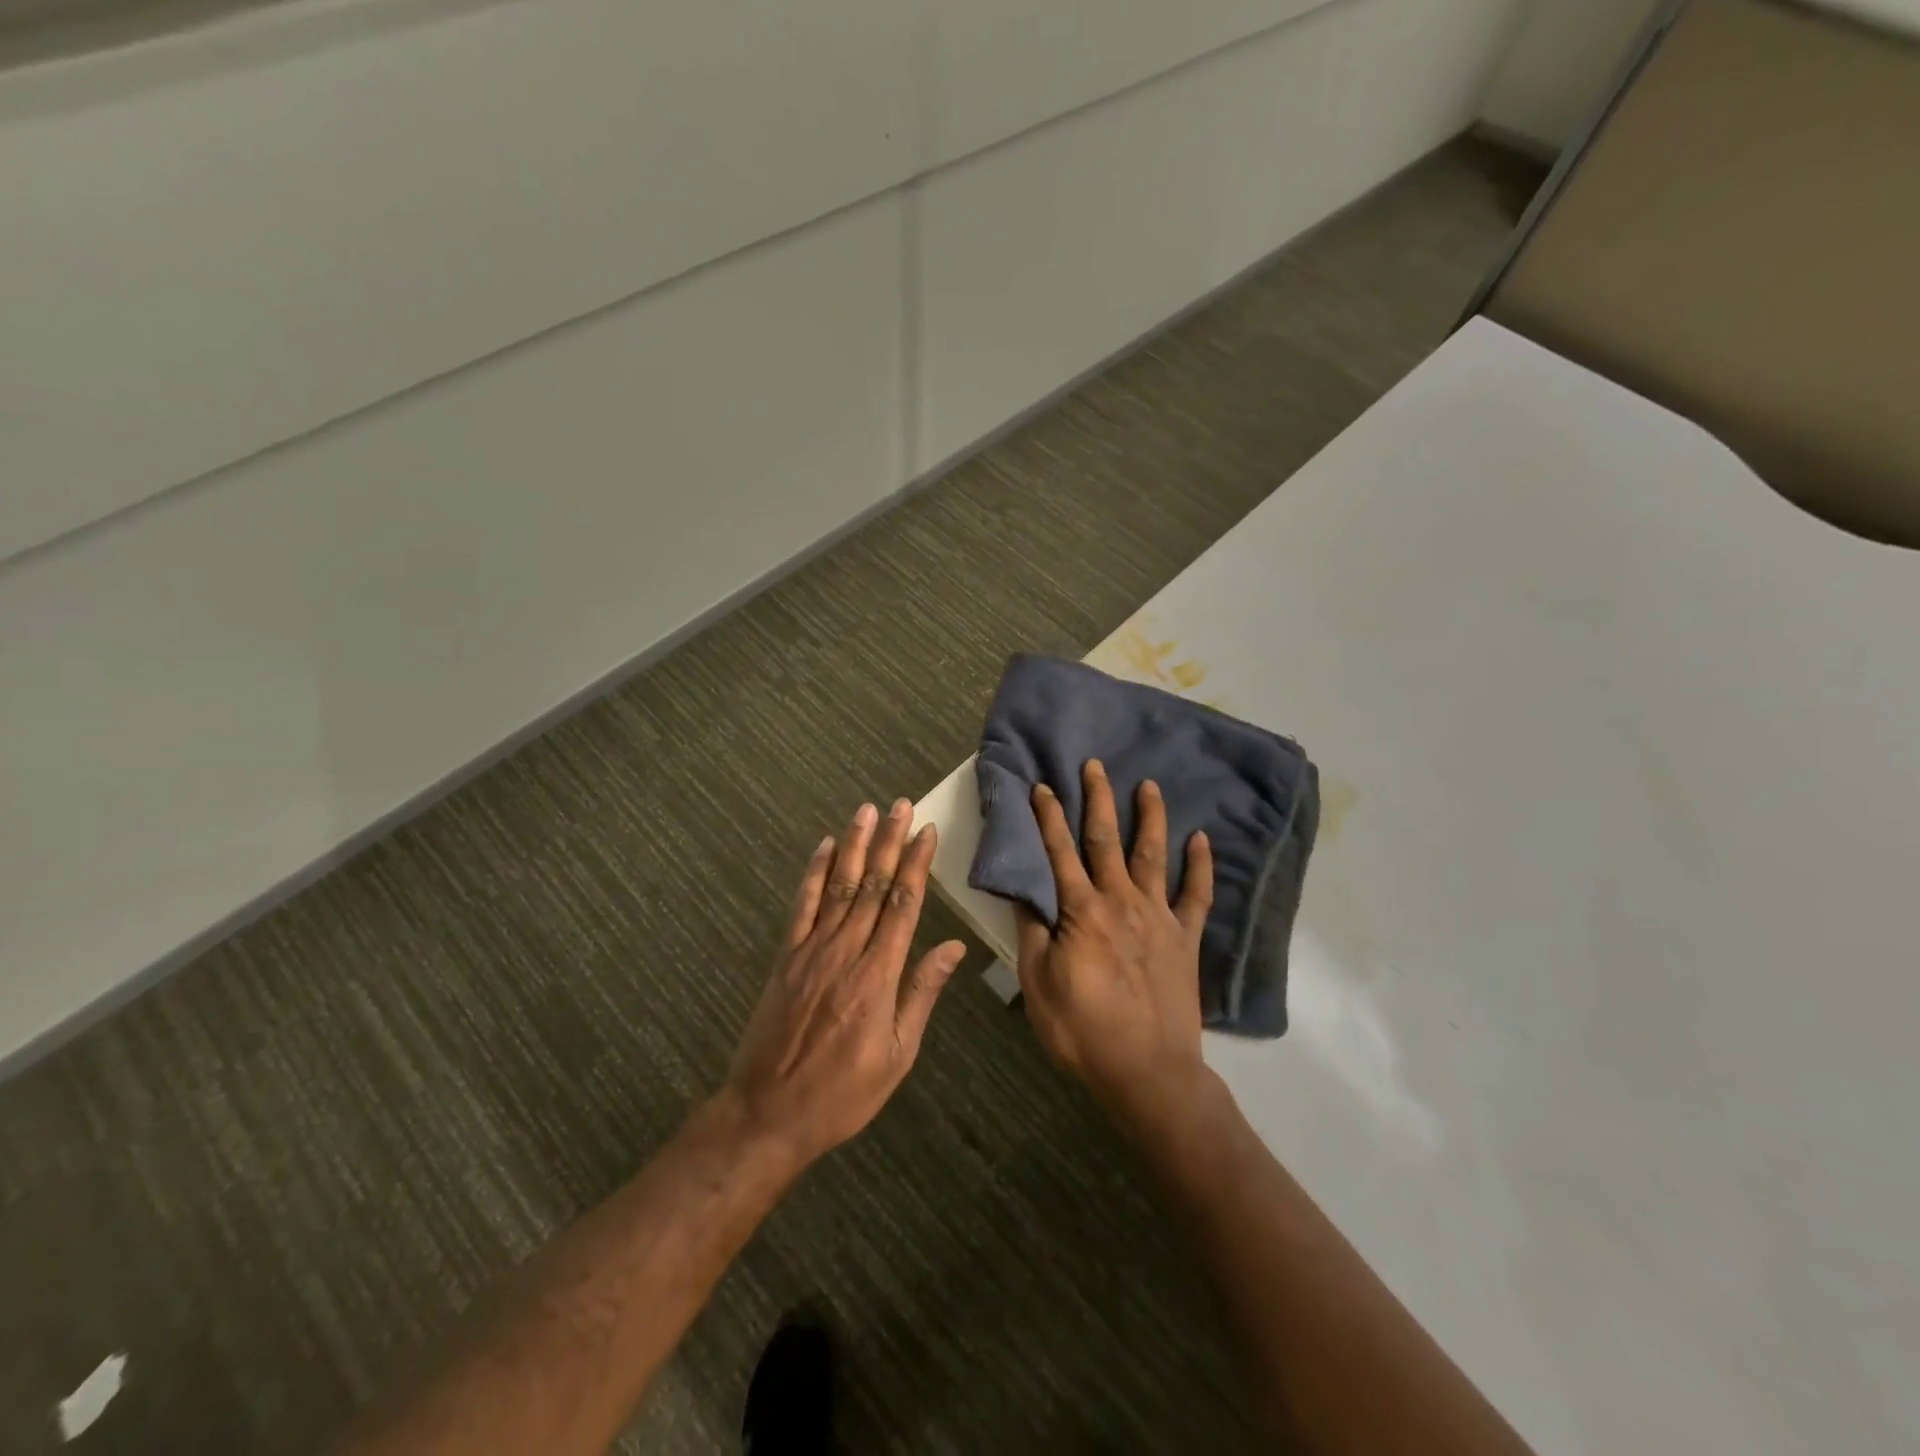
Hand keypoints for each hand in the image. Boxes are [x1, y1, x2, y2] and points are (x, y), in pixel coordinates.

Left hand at [724, 799, 965, 1168]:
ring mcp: (811, 950)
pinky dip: (814, 873)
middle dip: (889, 842)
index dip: (916, 865)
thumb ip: (923, 994)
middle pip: (873, 885)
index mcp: (878, 975)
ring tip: (866, 811)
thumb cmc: (843, 1092)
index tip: (926, 832)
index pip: (903, 905)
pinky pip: (802, 906)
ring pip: (839, 886)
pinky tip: (823, 847)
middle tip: (902, 805)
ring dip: (854, 845)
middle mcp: (846, 951)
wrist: (768, 1113)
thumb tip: (954, 948)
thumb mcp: (898, 1055)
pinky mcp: (785, 956)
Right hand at [1015, 760, 1214, 1122]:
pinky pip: (1197, 895)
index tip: (1042, 785)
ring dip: (1150, 817)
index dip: (1048, 817)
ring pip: (1153, 855)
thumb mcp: (1038, 985)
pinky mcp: (1186, 938)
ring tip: (1148, 784)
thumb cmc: (1083, 1031)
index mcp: (1082, 912)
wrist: (1148, 1072)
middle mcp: (1121, 902)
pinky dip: (1201, 865)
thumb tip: (1025, 892)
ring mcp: (1159, 917)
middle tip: (1094, 765)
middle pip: (1106, 840)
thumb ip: (1033, 933)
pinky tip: (1202, 839)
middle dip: (1098, 800)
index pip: (1059, 853)